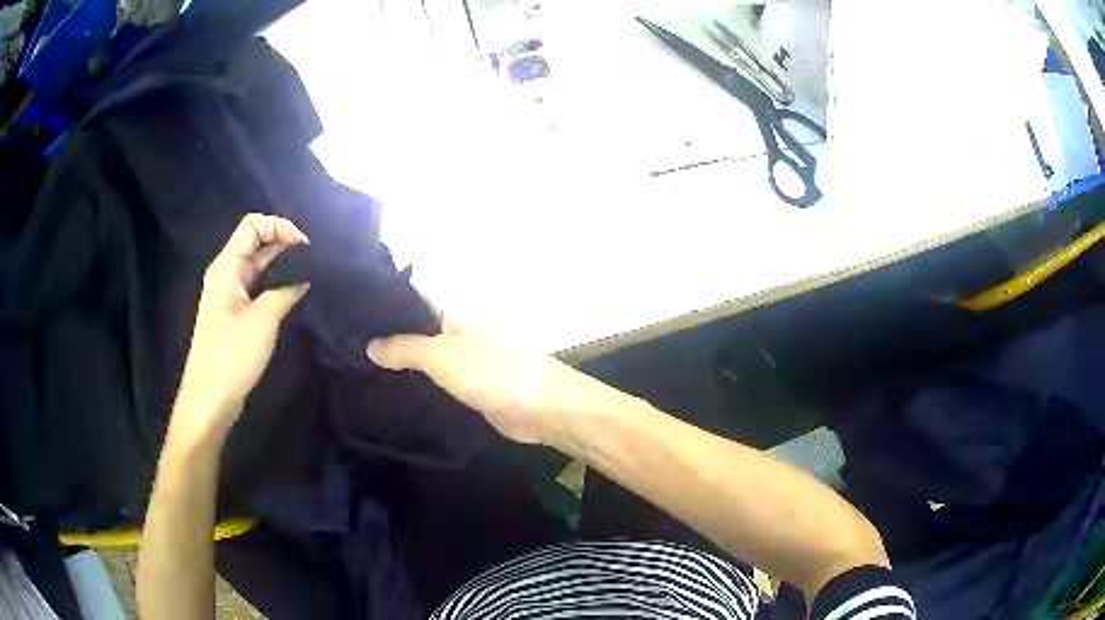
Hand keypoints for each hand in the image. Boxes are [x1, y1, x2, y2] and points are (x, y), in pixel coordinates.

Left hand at [170, 214, 310, 447]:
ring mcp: (230, 295)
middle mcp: (227, 274)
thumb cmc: (230, 358)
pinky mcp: (236, 314)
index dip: (279, 226)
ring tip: (311, 272)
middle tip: (315, 258)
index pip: (253, 225)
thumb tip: (306, 278)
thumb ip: (285, 292)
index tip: (305, 246)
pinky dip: (277, 283)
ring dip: (283, 264)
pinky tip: (296, 293)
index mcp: (226, 267)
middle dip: (285, 243)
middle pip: (256, 242)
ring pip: (259, 266)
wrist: (209, 400)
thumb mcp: (262, 322)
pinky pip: (258, 287)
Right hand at [367, 317, 615, 451]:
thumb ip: (404, 349)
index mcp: (452, 308)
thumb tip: (368, 345)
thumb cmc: (494, 372)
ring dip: (398, 359)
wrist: (541, 409)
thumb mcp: (442, 356)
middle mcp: (456, 326)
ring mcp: (462, 355)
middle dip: (384, 333)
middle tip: (342, 342)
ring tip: (354, 364)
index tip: (347, 307)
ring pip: (423, 352)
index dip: (380, 297)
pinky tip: (388, 387)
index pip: (410, 293)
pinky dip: (415, 380)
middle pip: (414, 324)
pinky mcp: (467, 382)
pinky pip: (435, 376)